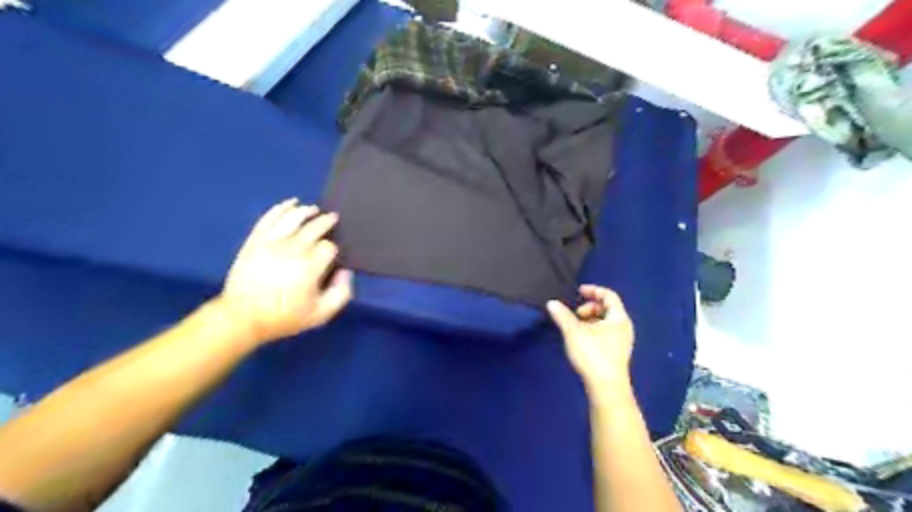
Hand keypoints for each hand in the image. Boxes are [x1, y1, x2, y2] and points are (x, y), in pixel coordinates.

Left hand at [216, 198, 350, 345]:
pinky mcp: (255, 240)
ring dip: (306, 211)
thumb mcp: (321, 314)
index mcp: (310, 266)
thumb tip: (345, 272)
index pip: (329, 247)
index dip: (333, 249)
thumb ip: (341, 293)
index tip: (332, 254)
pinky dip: (282, 208)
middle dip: (326, 222)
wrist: (243, 317)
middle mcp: (293, 248)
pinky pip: (270, 218)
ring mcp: (272, 242)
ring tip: (314, 210)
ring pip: (293, 217)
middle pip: (314, 227)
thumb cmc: (284, 317)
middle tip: (332, 219)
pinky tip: (291, 203)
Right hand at [547, 286, 635, 396]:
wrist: (606, 387)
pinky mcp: (618, 353)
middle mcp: (624, 327)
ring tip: (576, 327)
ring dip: (591, 319)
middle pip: (608, 308)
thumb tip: (551, 303)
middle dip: (590, 307)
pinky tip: (582, 339)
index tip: (579, 292)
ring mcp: (623, 341)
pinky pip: (607, 333)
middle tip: (576, 314)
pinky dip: (594, 330)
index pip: (609, 295)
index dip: (593, 290)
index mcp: (619, 318)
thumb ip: (562, 315)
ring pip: (606, 322)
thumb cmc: (593, 354)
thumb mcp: (573, 331)